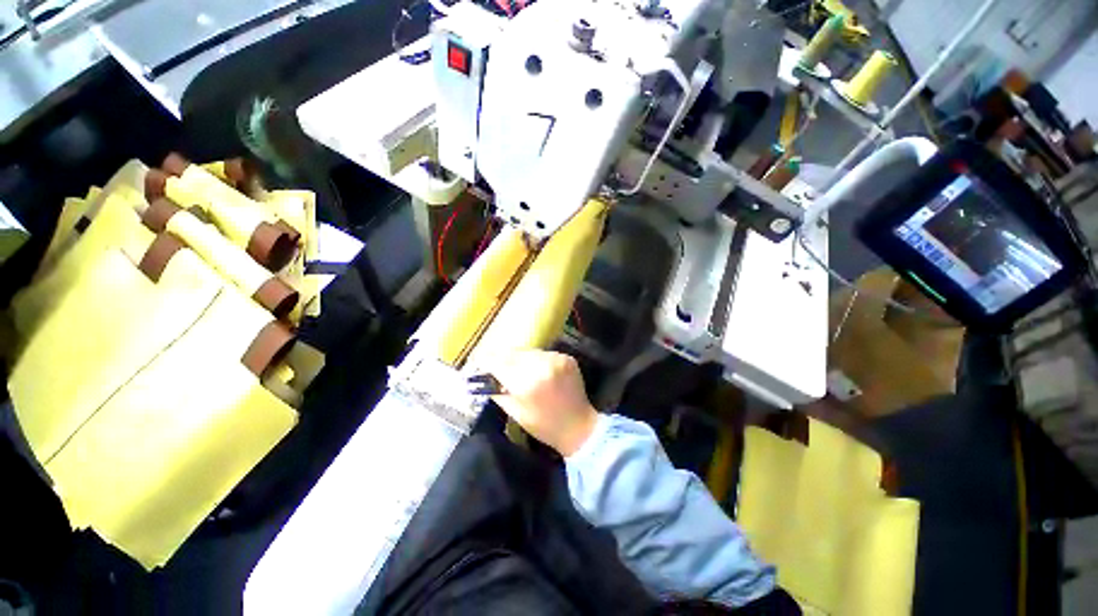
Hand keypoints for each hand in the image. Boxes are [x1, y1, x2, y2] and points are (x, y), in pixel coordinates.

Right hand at [486, 350, 597, 455]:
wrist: (578, 425)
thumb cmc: (543, 425)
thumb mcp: (515, 412)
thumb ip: (498, 391)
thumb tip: (483, 376)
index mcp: (527, 384)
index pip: (499, 363)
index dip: (486, 362)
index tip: (479, 362)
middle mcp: (542, 366)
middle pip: (513, 354)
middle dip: (502, 359)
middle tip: (495, 365)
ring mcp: (557, 359)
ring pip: (528, 352)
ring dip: (519, 358)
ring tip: (517, 369)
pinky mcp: (566, 357)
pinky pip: (543, 353)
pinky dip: (536, 360)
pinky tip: (536, 370)